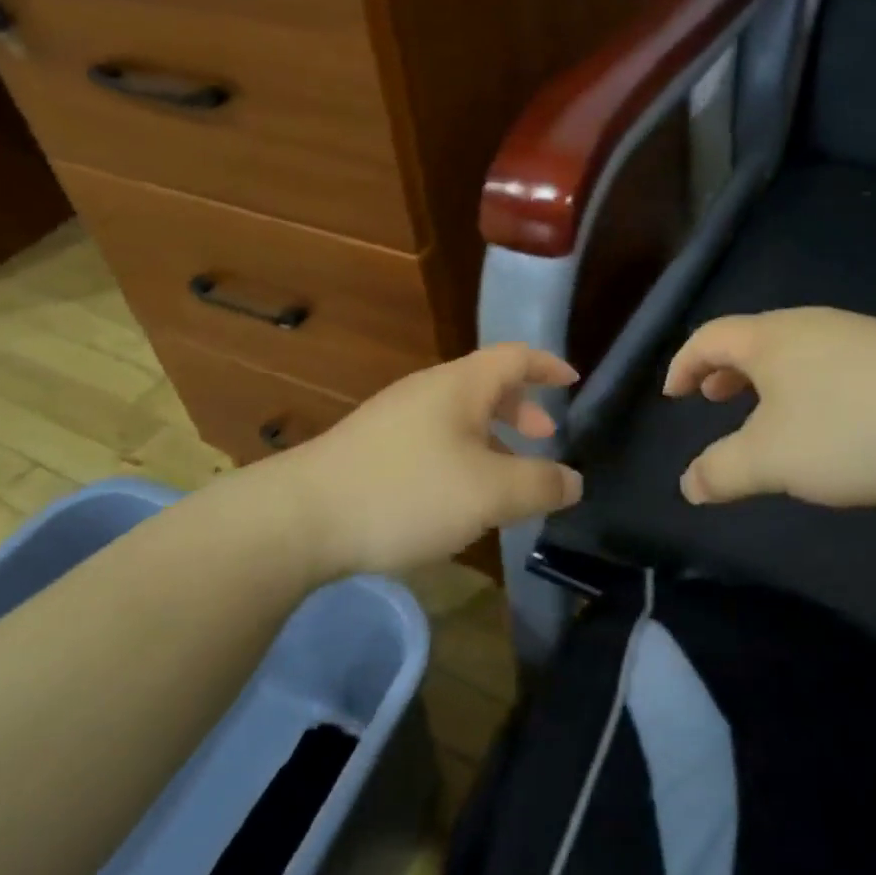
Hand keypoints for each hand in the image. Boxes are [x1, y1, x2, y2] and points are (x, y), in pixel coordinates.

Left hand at [276, 344, 581, 572]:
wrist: (301, 517)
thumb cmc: (407, 492)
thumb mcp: (489, 493)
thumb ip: (539, 485)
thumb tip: (573, 481)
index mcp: (460, 386)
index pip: (515, 357)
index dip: (548, 365)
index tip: (572, 380)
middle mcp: (427, 391)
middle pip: (486, 385)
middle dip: (521, 409)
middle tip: (544, 437)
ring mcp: (394, 418)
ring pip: (459, 416)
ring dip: (491, 438)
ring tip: (506, 476)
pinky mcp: (372, 448)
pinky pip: (434, 439)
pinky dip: (462, 456)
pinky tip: (458, 496)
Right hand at [664, 308, 875, 507]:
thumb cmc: (850, 426)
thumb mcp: (772, 459)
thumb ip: (722, 471)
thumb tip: (688, 485)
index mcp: (769, 340)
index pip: (709, 339)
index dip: (682, 364)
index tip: (673, 394)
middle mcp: (807, 326)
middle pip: (750, 339)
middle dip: (724, 371)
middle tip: (712, 399)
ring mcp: (854, 334)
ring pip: (792, 351)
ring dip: (766, 380)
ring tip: (767, 414)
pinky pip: (828, 362)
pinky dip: (805, 385)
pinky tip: (828, 419)